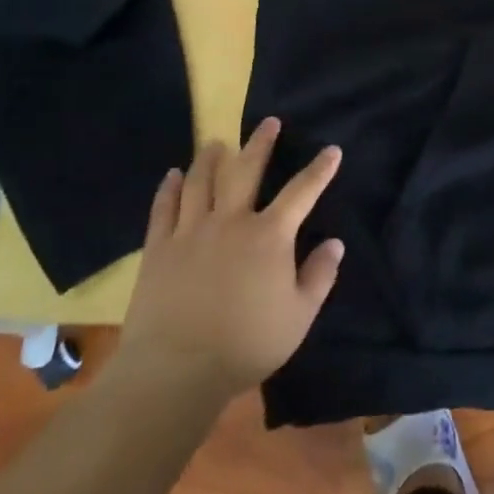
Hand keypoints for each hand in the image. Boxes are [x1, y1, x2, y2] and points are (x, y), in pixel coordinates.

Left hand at [108, 118, 343, 402]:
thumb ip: (320, 276)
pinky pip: (164, 208)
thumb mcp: (298, 317)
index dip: (320, 170)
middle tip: (268, 122)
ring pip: (201, 181)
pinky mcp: (159, 248)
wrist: (175, 370)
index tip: (332, 150)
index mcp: (270, 235)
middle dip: (261, 144)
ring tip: (217, 143)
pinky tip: (173, 175)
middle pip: (246, 170)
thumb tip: (334, 243)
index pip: (302, 192)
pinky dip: (169, 188)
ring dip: (211, 158)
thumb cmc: (246, 345)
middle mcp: (232, 221)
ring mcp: (191, 231)